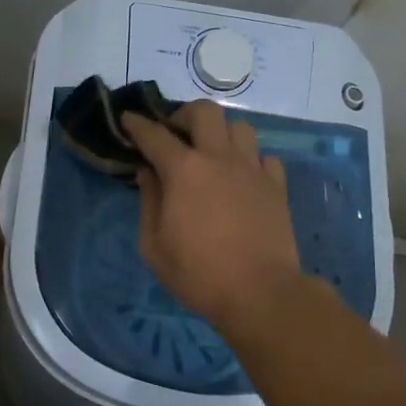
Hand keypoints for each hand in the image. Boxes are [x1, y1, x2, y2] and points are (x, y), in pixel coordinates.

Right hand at [121, 101, 300, 331]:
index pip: (155, 135)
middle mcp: (220, 158)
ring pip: (240, 127)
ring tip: (212, 155)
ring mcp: (253, 169)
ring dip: (221, 134)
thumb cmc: (198, 274)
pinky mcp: (276, 186)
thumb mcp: (154, 246)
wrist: (260, 293)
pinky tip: (242, 178)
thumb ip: (148, 202)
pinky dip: (251, 161)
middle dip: (184, 115)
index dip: (137, 125)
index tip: (128, 119)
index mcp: (184, 171)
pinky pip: (265, 157)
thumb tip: (148, 172)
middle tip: (176, 136)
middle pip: (205, 111)